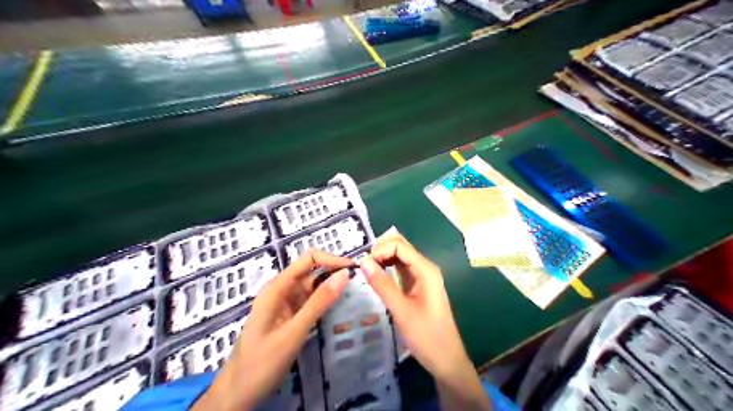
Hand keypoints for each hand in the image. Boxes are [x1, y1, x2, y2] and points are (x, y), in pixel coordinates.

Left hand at [192, 251, 353, 410]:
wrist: (237, 394)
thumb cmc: (261, 363)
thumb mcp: (293, 332)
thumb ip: (319, 303)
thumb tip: (344, 274)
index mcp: (277, 287)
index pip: (309, 259)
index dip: (331, 260)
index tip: (354, 269)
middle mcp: (282, 290)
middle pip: (312, 271)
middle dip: (334, 273)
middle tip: (359, 283)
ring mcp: (285, 304)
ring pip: (313, 288)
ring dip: (331, 289)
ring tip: (353, 294)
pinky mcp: (289, 317)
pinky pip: (310, 303)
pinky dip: (324, 303)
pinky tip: (338, 307)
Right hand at [360, 232, 491, 408]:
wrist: (446, 360)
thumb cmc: (426, 336)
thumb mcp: (401, 311)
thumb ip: (383, 285)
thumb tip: (363, 262)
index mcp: (426, 269)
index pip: (399, 245)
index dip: (380, 250)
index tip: (363, 265)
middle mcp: (425, 268)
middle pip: (400, 247)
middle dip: (380, 251)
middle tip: (362, 266)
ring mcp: (422, 276)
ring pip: (399, 257)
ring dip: (382, 258)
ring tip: (365, 270)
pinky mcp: (417, 286)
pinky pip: (400, 269)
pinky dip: (387, 268)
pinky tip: (376, 276)